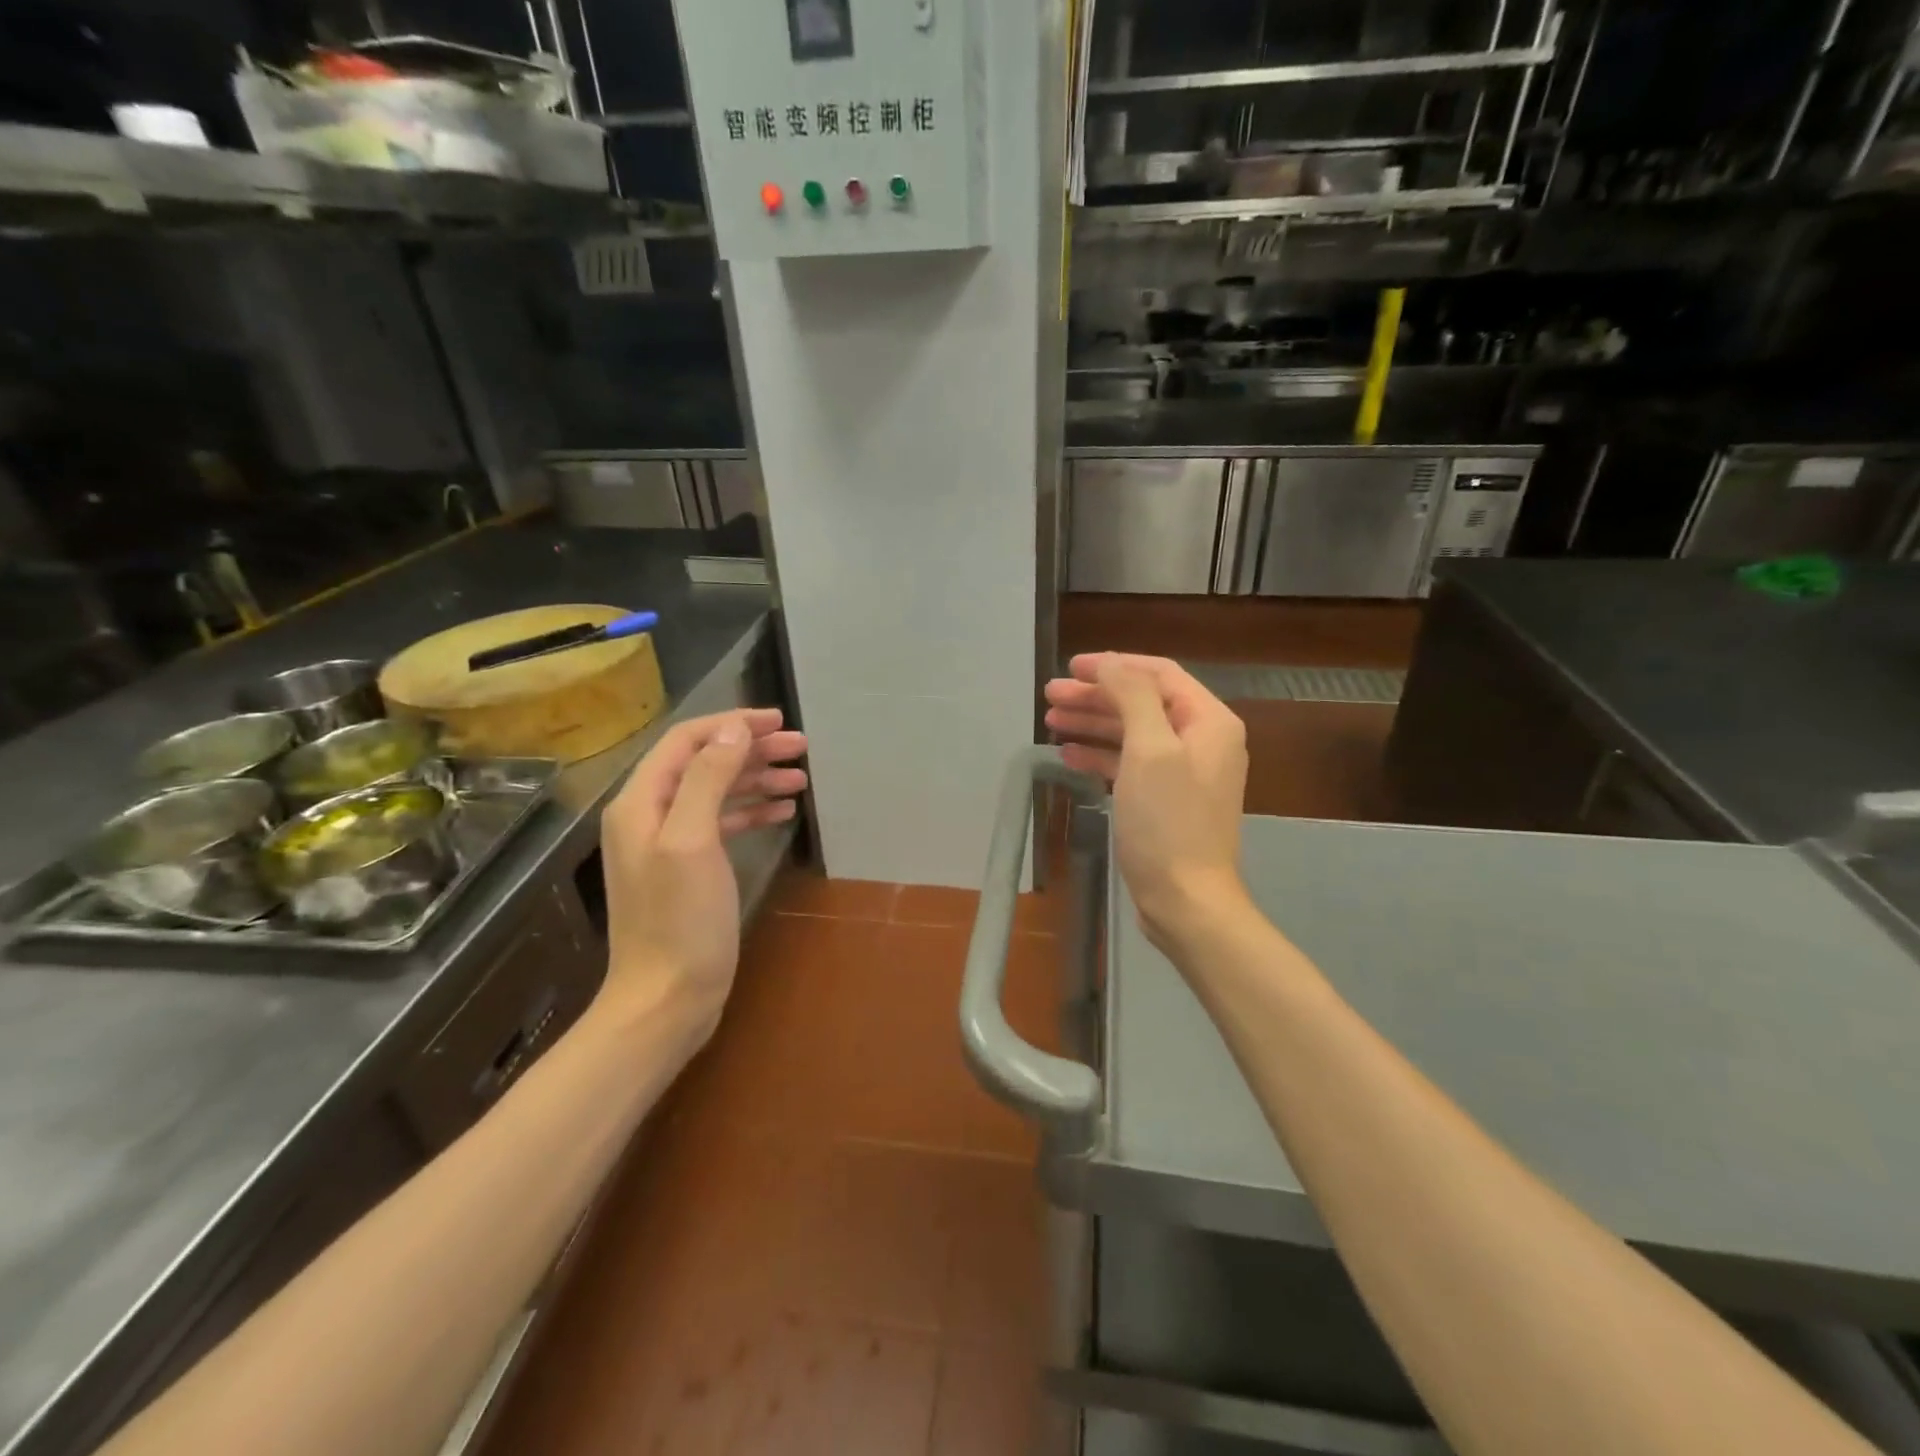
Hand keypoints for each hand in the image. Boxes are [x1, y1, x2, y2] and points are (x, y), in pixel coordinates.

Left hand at [597, 708, 807, 1028]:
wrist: (666, 999)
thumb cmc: (680, 920)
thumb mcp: (693, 841)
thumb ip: (709, 778)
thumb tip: (734, 729)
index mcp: (641, 802)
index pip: (687, 741)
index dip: (731, 724)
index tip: (777, 721)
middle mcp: (650, 815)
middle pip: (704, 763)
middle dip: (751, 750)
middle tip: (800, 748)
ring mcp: (668, 843)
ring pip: (717, 792)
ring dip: (757, 779)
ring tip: (800, 779)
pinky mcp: (689, 868)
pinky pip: (722, 823)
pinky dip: (752, 811)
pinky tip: (783, 812)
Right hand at [1045, 653, 1248, 947]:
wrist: (1186, 900)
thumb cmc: (1168, 822)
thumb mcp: (1150, 750)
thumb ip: (1132, 696)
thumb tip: (1110, 663)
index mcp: (1209, 721)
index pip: (1158, 674)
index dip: (1113, 665)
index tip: (1070, 667)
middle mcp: (1201, 740)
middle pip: (1142, 702)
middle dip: (1096, 696)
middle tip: (1050, 696)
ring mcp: (1183, 771)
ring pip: (1132, 732)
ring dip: (1093, 723)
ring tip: (1050, 720)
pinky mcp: (1165, 799)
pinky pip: (1130, 764)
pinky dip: (1100, 755)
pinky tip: (1068, 755)